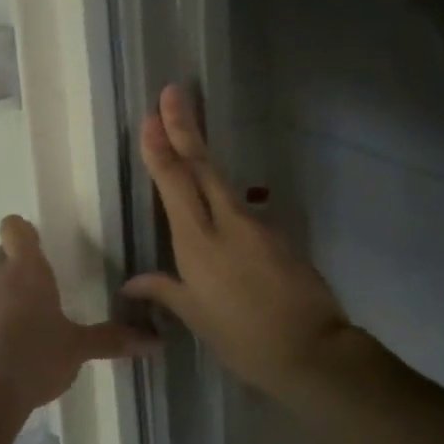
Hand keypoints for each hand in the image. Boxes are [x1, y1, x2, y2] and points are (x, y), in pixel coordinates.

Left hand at [0, 215, 157, 420]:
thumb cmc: (34, 358)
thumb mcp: (77, 350)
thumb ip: (112, 339)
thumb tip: (156, 340)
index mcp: (25, 270)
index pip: (14, 228)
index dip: (25, 232)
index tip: (42, 246)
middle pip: (3, 256)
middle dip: (21, 266)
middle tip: (46, 287)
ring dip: (6, 297)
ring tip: (30, 324)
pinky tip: (9, 352)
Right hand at [122, 85, 354, 397]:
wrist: (311, 351)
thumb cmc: (242, 339)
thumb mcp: (196, 317)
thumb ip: (164, 290)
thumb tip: (131, 282)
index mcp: (199, 243)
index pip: (175, 184)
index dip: (161, 148)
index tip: (151, 117)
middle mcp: (227, 223)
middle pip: (202, 165)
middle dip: (185, 126)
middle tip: (172, 92)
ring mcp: (257, 225)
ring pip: (222, 180)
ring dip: (202, 154)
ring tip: (186, 132)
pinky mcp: (277, 234)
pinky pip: (240, 206)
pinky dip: (221, 193)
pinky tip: (213, 198)